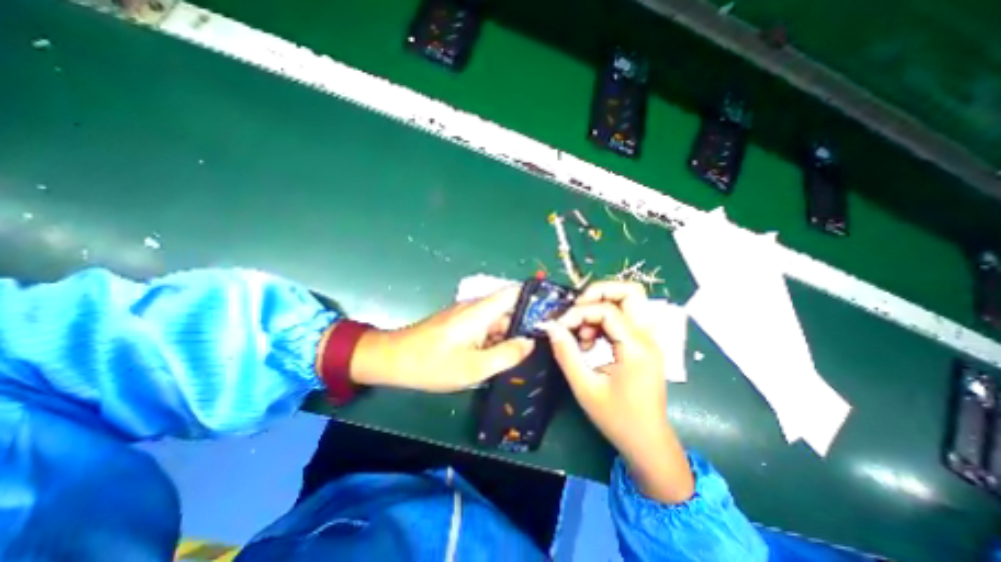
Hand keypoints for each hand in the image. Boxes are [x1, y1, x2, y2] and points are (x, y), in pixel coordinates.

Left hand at [349, 287, 534, 392]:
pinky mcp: (460, 324)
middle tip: (543, 344)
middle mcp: (475, 307)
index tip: (553, 312)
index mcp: (480, 311)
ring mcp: (467, 315)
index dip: (535, 297)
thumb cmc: (432, 364)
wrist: (393, 360)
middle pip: (509, 308)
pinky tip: (500, 356)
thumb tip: (529, 342)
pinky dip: (496, 339)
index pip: (514, 292)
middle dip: (525, 324)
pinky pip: (485, 327)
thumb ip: (506, 355)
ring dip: (510, 334)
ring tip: (525, 353)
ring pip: (497, 320)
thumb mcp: (474, 367)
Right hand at [540, 282, 698, 502]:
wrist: (648, 442)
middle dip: (598, 292)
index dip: (578, 313)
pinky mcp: (643, 344)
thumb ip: (566, 353)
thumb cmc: (617, 419)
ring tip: (584, 333)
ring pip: (629, 300)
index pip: (607, 310)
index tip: (560, 326)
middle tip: (577, 309)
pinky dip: (605, 319)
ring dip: (601, 306)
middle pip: (630, 291)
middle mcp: (648, 336)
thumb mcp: (585, 387)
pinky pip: (624, 317)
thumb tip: (551, 326)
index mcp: (637, 347)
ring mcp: (648, 339)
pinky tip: (591, 341)